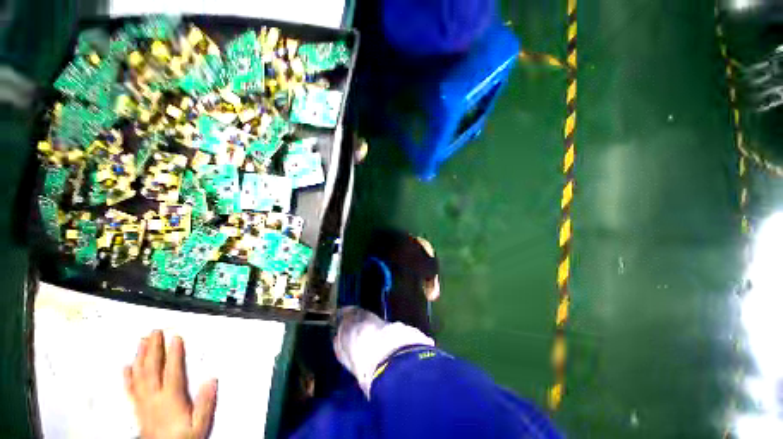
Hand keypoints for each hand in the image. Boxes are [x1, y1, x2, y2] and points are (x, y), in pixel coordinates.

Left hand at [124, 330, 217, 438]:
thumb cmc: (183, 437)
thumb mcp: (200, 423)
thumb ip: (205, 402)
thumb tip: (211, 380)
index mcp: (171, 399)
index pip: (172, 371)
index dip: (174, 353)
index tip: (175, 338)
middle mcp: (154, 397)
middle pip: (151, 369)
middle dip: (153, 349)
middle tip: (155, 332)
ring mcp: (143, 402)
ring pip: (139, 375)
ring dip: (140, 357)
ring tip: (142, 342)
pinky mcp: (137, 408)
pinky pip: (130, 389)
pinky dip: (127, 376)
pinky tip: (126, 367)